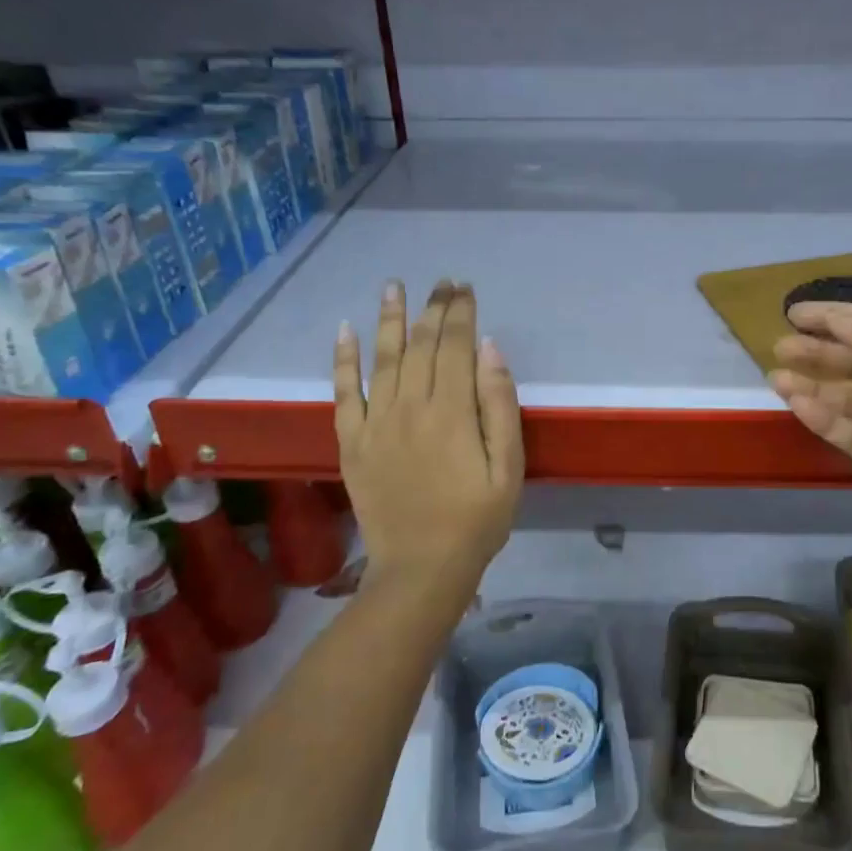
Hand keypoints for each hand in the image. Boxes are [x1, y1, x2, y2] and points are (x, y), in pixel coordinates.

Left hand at [334, 281, 523, 599]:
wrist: (421, 567)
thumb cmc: (477, 519)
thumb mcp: (508, 466)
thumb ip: (499, 405)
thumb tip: (488, 349)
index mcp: (452, 411)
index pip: (456, 347)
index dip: (460, 313)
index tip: (464, 288)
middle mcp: (410, 406)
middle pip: (421, 345)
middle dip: (433, 309)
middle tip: (441, 282)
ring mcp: (376, 422)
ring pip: (382, 358)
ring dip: (389, 319)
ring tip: (393, 286)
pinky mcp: (352, 442)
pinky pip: (344, 393)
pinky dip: (343, 360)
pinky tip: (345, 331)